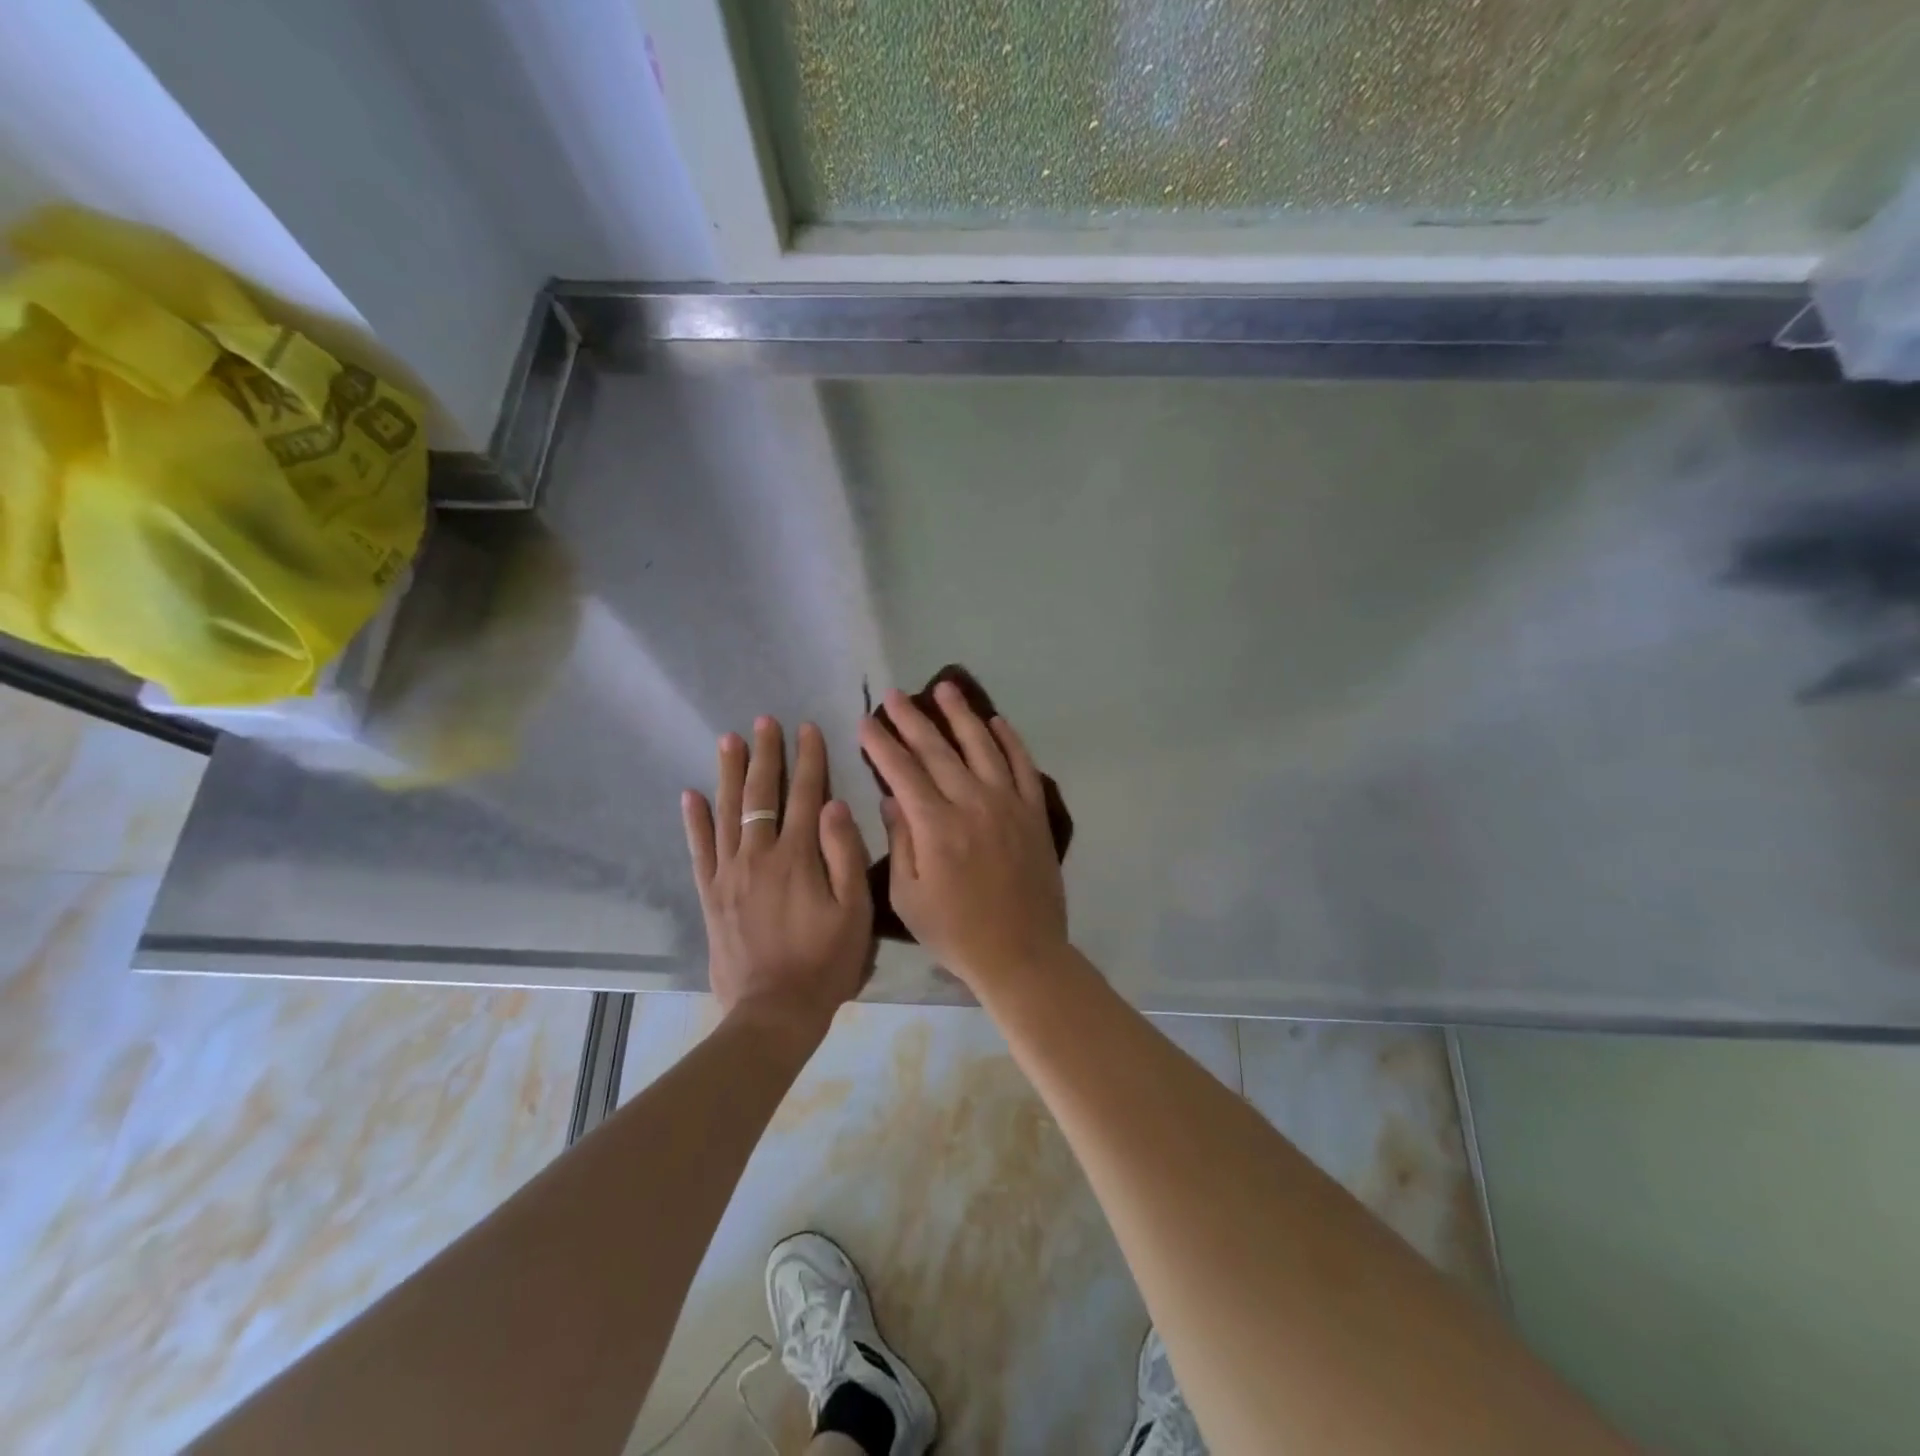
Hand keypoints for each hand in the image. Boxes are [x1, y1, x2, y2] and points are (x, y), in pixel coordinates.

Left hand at [683, 717, 873, 1039]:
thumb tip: (834, 804)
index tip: (807, 728)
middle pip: (761, 795)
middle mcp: (759, 856)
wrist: (773, 1012)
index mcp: (798, 858)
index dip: (808, 759)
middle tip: (763, 722)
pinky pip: (700, 850)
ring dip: (729, 774)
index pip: (805, 795)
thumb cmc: (825, 963)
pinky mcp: (711, 896)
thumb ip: (845, 855)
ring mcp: (729, 875)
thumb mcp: (855, 912)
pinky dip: (695, 821)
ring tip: (728, 741)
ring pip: (726, 813)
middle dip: (765, 755)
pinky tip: (691, 795)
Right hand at [857, 683, 1067, 990]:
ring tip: (945, 687)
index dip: (882, 744)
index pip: (903, 771)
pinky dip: (1009, 740)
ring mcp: (1009, 804)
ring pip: (982, 746)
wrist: (1020, 953)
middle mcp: (973, 803)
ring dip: (961, 715)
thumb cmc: (955, 932)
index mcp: (936, 826)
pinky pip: (1022, 766)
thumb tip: (892, 798)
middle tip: (894, 695)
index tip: (866, 721)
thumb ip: (900, 841)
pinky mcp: (1034, 813)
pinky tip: (996, 721)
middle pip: (938, 750)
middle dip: (912, 719)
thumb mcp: (908, 897)